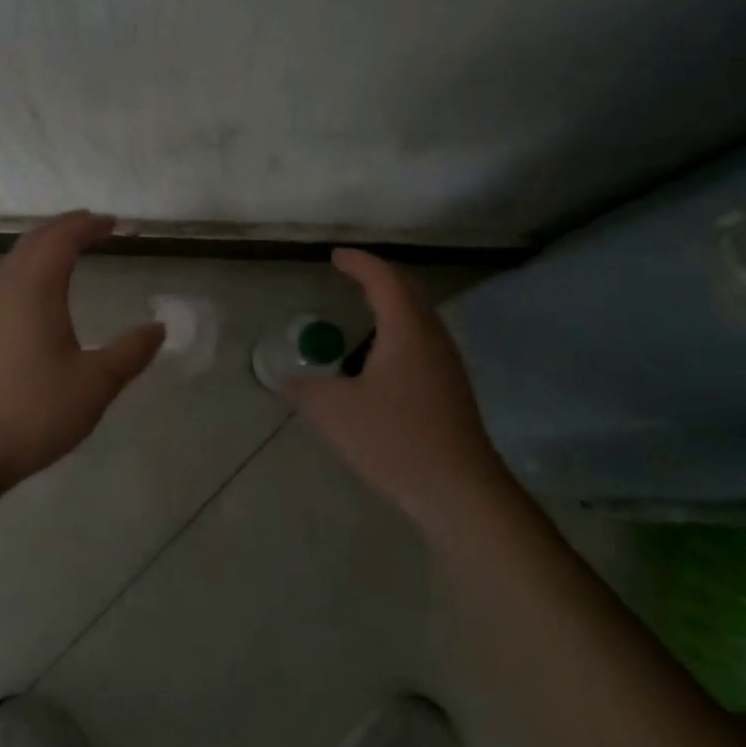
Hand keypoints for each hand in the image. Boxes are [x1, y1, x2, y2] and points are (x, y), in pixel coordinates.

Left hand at [0, 212, 165, 490]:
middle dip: (66, 227)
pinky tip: (41, 296)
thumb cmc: (31, 411)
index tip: (115, 223)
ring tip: (71, 252)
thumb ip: (130, 353)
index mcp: (36, 290)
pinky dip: (31, 269)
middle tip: (95, 226)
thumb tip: (158, 328)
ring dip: (45, 247)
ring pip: (16, 261)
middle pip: (34, 241)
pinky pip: (8, 282)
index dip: (89, 226)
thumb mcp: (95, 385)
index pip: (62, 239)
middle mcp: (7, 291)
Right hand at [286, 249, 509, 531]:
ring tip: (365, 306)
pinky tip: (383, 353)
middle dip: (378, 275)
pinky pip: (423, 335)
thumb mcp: (337, 414)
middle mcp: (432, 335)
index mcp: (406, 329)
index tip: (336, 256)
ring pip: (419, 313)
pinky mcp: (452, 385)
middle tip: (350, 272)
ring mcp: (447, 360)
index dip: (359, 262)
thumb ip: (305, 390)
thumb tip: (284, 378)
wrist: (461, 490)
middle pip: (407, 289)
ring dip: (393, 300)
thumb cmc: (397, 440)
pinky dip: (401, 325)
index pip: (383, 278)